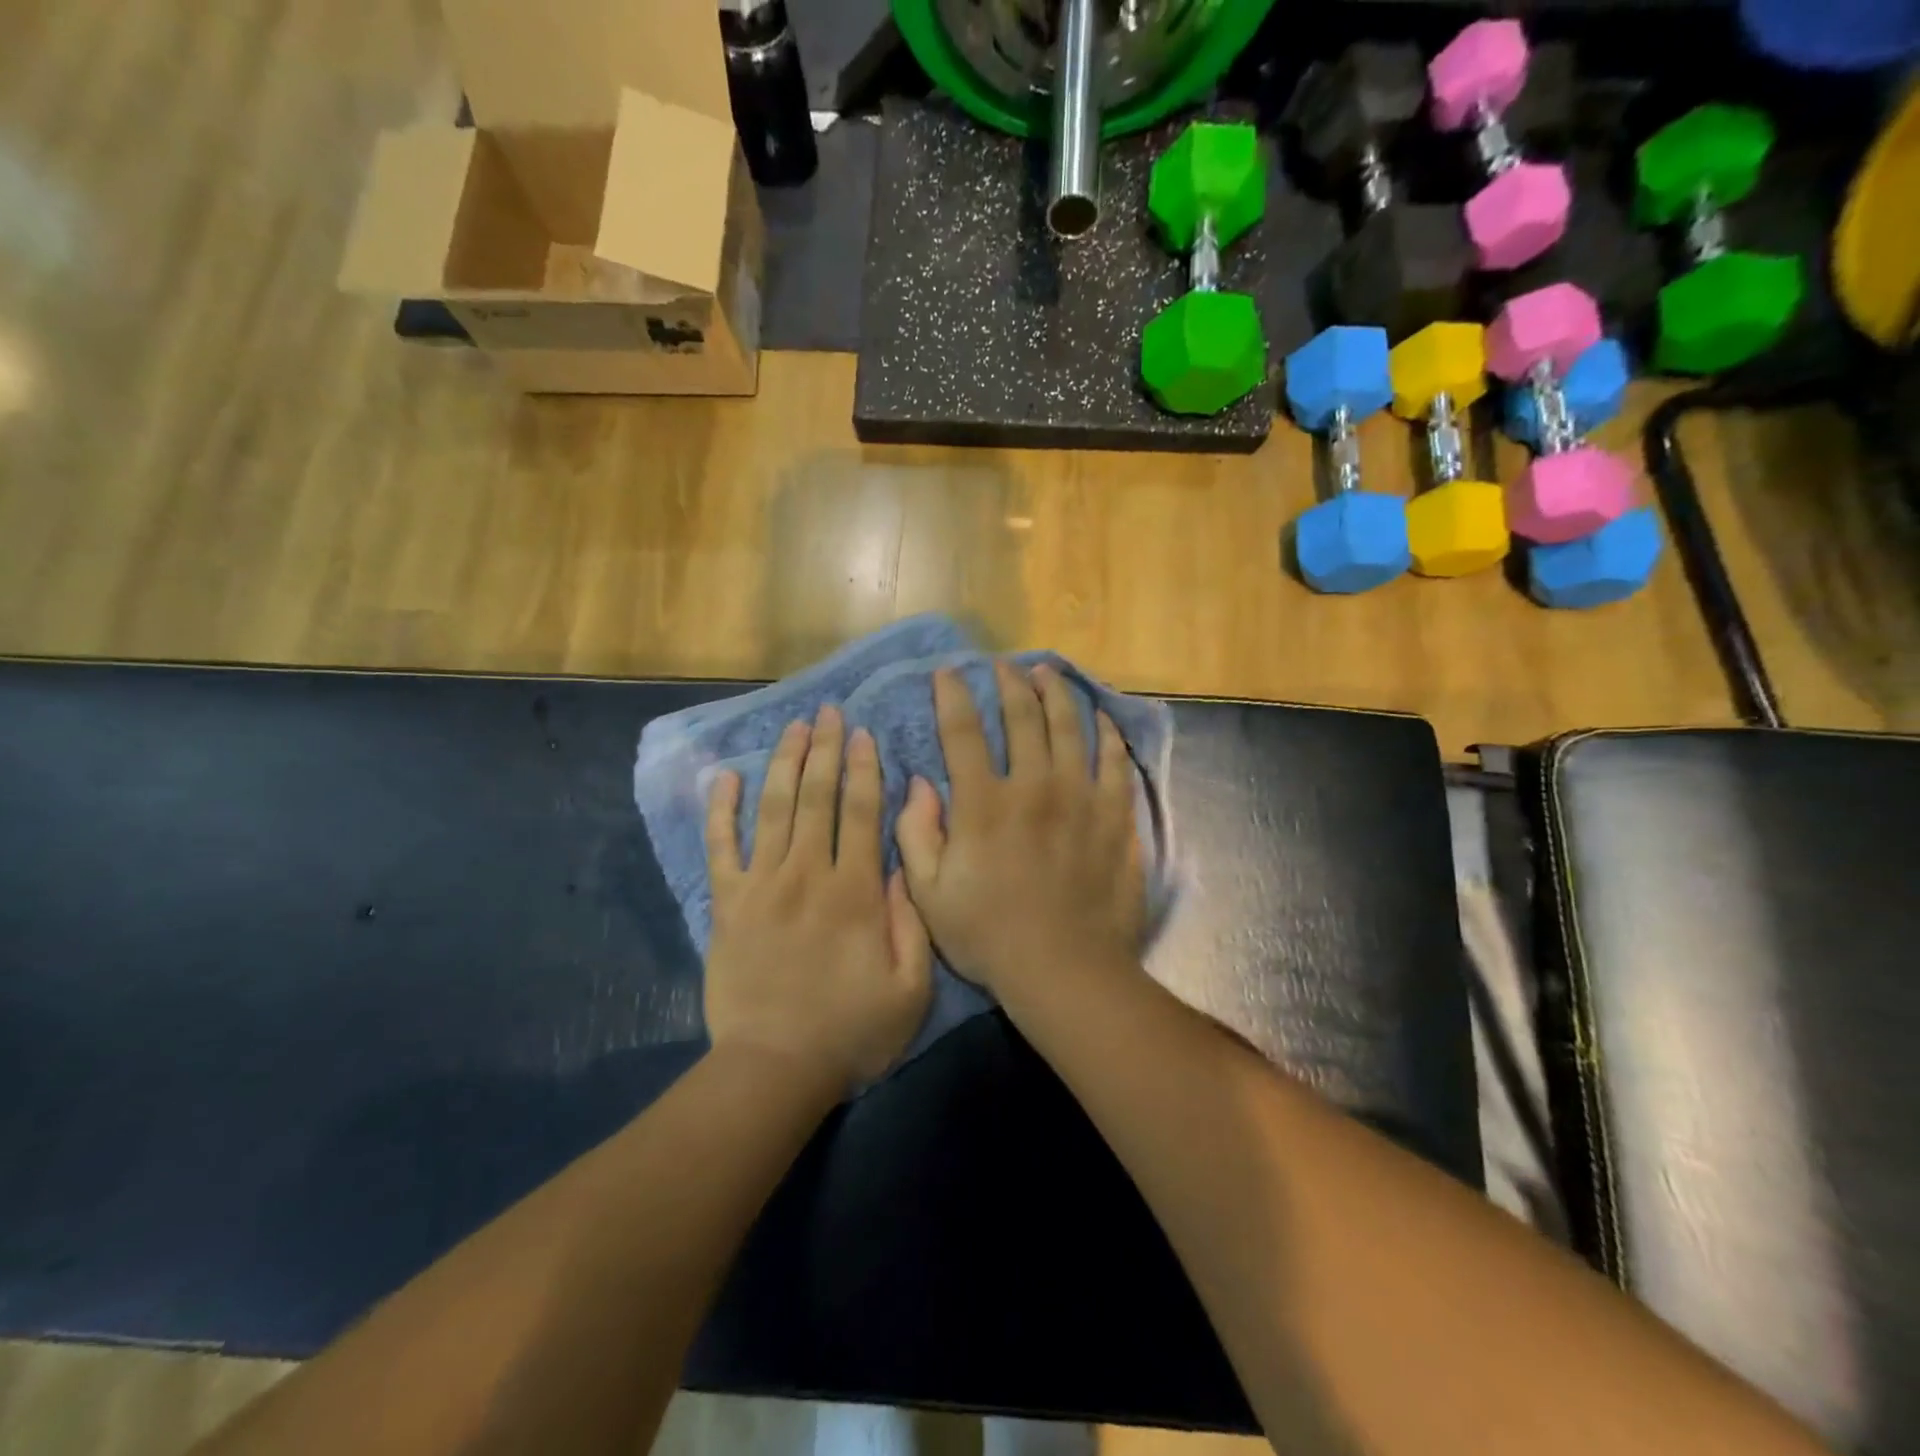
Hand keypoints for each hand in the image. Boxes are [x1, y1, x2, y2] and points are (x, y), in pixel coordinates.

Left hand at [704, 706, 933, 1091]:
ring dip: (783, 763)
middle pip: (816, 797)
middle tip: (827, 711)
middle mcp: (808, 874)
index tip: (862, 733)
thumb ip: (911, 920)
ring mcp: (762, 886)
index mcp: (855, 891)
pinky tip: (723, 776)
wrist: (774, 1068)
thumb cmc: (851, 1031)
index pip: (862, 813)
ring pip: (773, 809)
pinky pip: (721, 847)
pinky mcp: (727, 905)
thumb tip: (902, 862)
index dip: (863, 769)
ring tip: (792, 727)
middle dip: (824, 750)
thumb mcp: (911, 987)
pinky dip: (720, 810)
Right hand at [895, 661, 1145, 1002]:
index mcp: (983, 803)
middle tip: (1004, 666)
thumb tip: (919, 783)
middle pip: (1022, 716)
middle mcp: (1032, 786)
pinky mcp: (1114, 816)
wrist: (1064, 969)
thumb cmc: (989, 936)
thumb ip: (917, 833)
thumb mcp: (929, 894)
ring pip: (1069, 727)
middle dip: (1010, 684)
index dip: (953, 696)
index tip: (948, 673)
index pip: (963, 731)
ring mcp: (1079, 797)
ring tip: (1048, 673)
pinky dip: (1105, 734)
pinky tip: (1100, 718)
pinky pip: (1113, 761)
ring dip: (1057, 694)